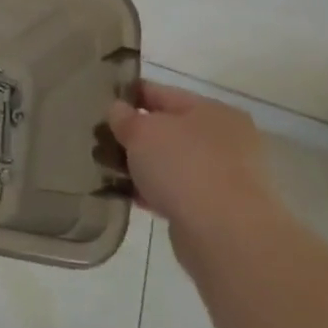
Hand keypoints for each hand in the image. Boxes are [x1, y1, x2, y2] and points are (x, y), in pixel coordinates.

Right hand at [106, 82, 278, 234]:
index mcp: (211, 110)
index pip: (161, 93)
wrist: (226, 235)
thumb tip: (118, 110)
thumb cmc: (184, 167)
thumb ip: (125, 118)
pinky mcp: (220, 209)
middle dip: (135, 136)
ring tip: (109, 172)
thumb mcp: (142, 132)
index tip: (100, 102)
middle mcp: (225, 138)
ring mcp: (226, 175)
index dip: (129, 95)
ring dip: (144, 167)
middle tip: (100, 141)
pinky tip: (131, 197)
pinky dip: (156, 192)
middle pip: (168, 129)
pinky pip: (178, 192)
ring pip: (172, 163)